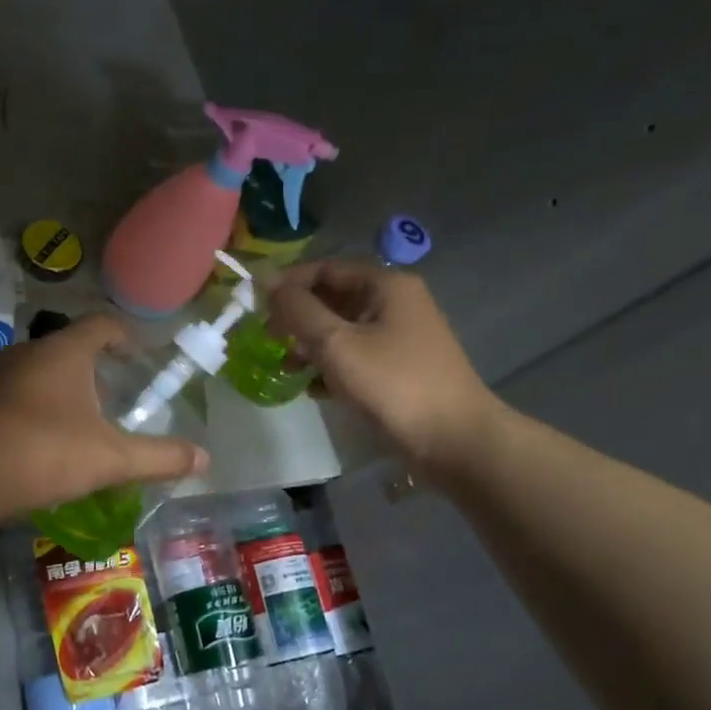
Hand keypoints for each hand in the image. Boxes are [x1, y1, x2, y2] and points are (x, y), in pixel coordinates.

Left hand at [0, 314, 207, 515]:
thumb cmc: (43, 452)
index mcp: (63, 353)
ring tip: (76, 428)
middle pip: (67, 351)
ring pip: (34, 377)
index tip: (141, 354)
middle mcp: (24, 354)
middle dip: (93, 372)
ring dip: (58, 395)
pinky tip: (34, 450)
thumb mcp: (110, 459)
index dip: (125, 335)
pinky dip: (27, 415)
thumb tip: (205, 458)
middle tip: (114, 400)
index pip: (101, 325)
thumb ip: (159, 457)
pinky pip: (7, 401)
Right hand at [266, 260, 499, 463]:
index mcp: (386, 285)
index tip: (255, 306)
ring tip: (287, 368)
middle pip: (334, 298)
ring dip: (311, 345)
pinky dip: (332, 367)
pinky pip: (356, 356)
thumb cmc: (393, 384)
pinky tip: (313, 389)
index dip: (288, 283)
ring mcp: (401, 337)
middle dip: (298, 318)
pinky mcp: (401, 368)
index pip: (326, 268)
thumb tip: (266, 280)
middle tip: (268, 340)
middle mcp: (396, 303)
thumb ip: (298, 310)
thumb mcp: (336, 344)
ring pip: (343, 329)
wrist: (455, 441)